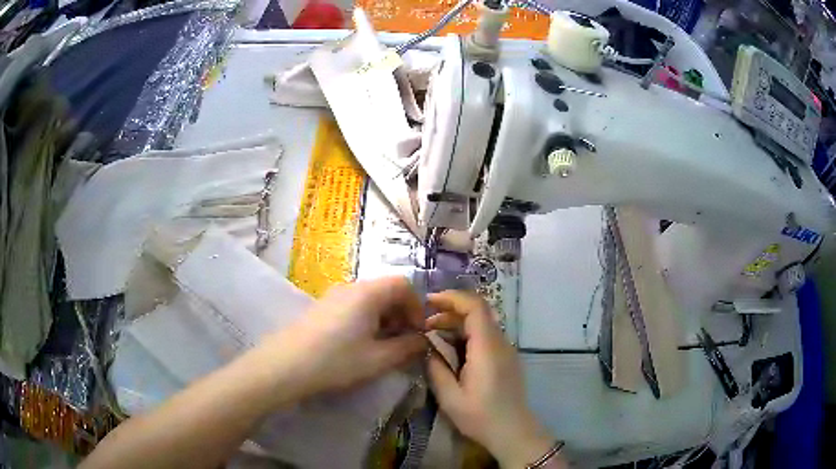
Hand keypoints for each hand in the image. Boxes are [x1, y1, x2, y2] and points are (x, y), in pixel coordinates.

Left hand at [256, 276, 427, 402]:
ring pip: (369, 300)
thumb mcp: (379, 359)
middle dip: (401, 314)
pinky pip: (353, 307)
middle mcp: (351, 287)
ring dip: (384, 319)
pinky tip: (360, 345)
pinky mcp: (322, 308)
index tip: (418, 332)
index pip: (403, 285)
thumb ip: (407, 348)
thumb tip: (423, 341)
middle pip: (386, 290)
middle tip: (404, 342)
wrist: (285, 366)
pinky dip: (366, 321)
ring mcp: (333, 296)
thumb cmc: (336, 361)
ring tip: (383, 347)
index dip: (417, 307)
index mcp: (369, 293)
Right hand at [426, 291, 559, 467]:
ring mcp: (506, 350)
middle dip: (449, 310)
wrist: (513, 431)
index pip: (475, 306)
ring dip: (457, 323)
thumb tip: (427, 348)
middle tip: (424, 323)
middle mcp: (500, 343)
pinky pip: (486, 336)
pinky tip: (451, 350)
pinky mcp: (506, 358)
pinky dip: (466, 334)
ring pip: (481, 323)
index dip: (452, 297)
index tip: (428, 301)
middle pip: (478, 312)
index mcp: (487, 348)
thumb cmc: (480, 417)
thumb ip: (436, 369)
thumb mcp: (450, 397)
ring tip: (433, 335)